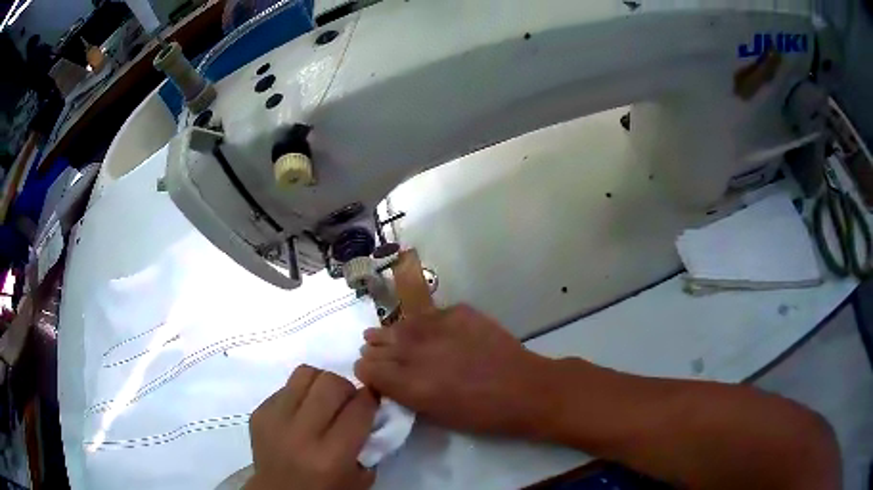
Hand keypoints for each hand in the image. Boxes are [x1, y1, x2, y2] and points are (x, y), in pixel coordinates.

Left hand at [246, 366, 377, 489]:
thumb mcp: (361, 478)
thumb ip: (370, 444)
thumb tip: (373, 412)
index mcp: (331, 455)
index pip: (359, 408)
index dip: (371, 399)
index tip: (372, 402)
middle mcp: (301, 433)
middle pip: (331, 382)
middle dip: (346, 388)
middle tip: (346, 403)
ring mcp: (275, 420)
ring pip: (305, 374)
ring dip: (320, 384)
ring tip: (321, 402)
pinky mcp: (259, 412)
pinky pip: (285, 387)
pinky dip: (298, 395)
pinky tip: (300, 414)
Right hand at [354, 304, 553, 436]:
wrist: (524, 388)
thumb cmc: (481, 414)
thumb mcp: (435, 415)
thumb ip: (406, 395)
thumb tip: (389, 381)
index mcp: (410, 384)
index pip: (367, 368)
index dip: (366, 371)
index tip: (370, 373)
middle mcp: (417, 352)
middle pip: (377, 344)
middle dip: (374, 351)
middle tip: (377, 353)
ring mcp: (438, 327)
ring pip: (399, 325)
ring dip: (391, 333)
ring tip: (389, 336)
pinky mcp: (458, 312)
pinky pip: (428, 315)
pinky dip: (423, 324)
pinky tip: (427, 331)